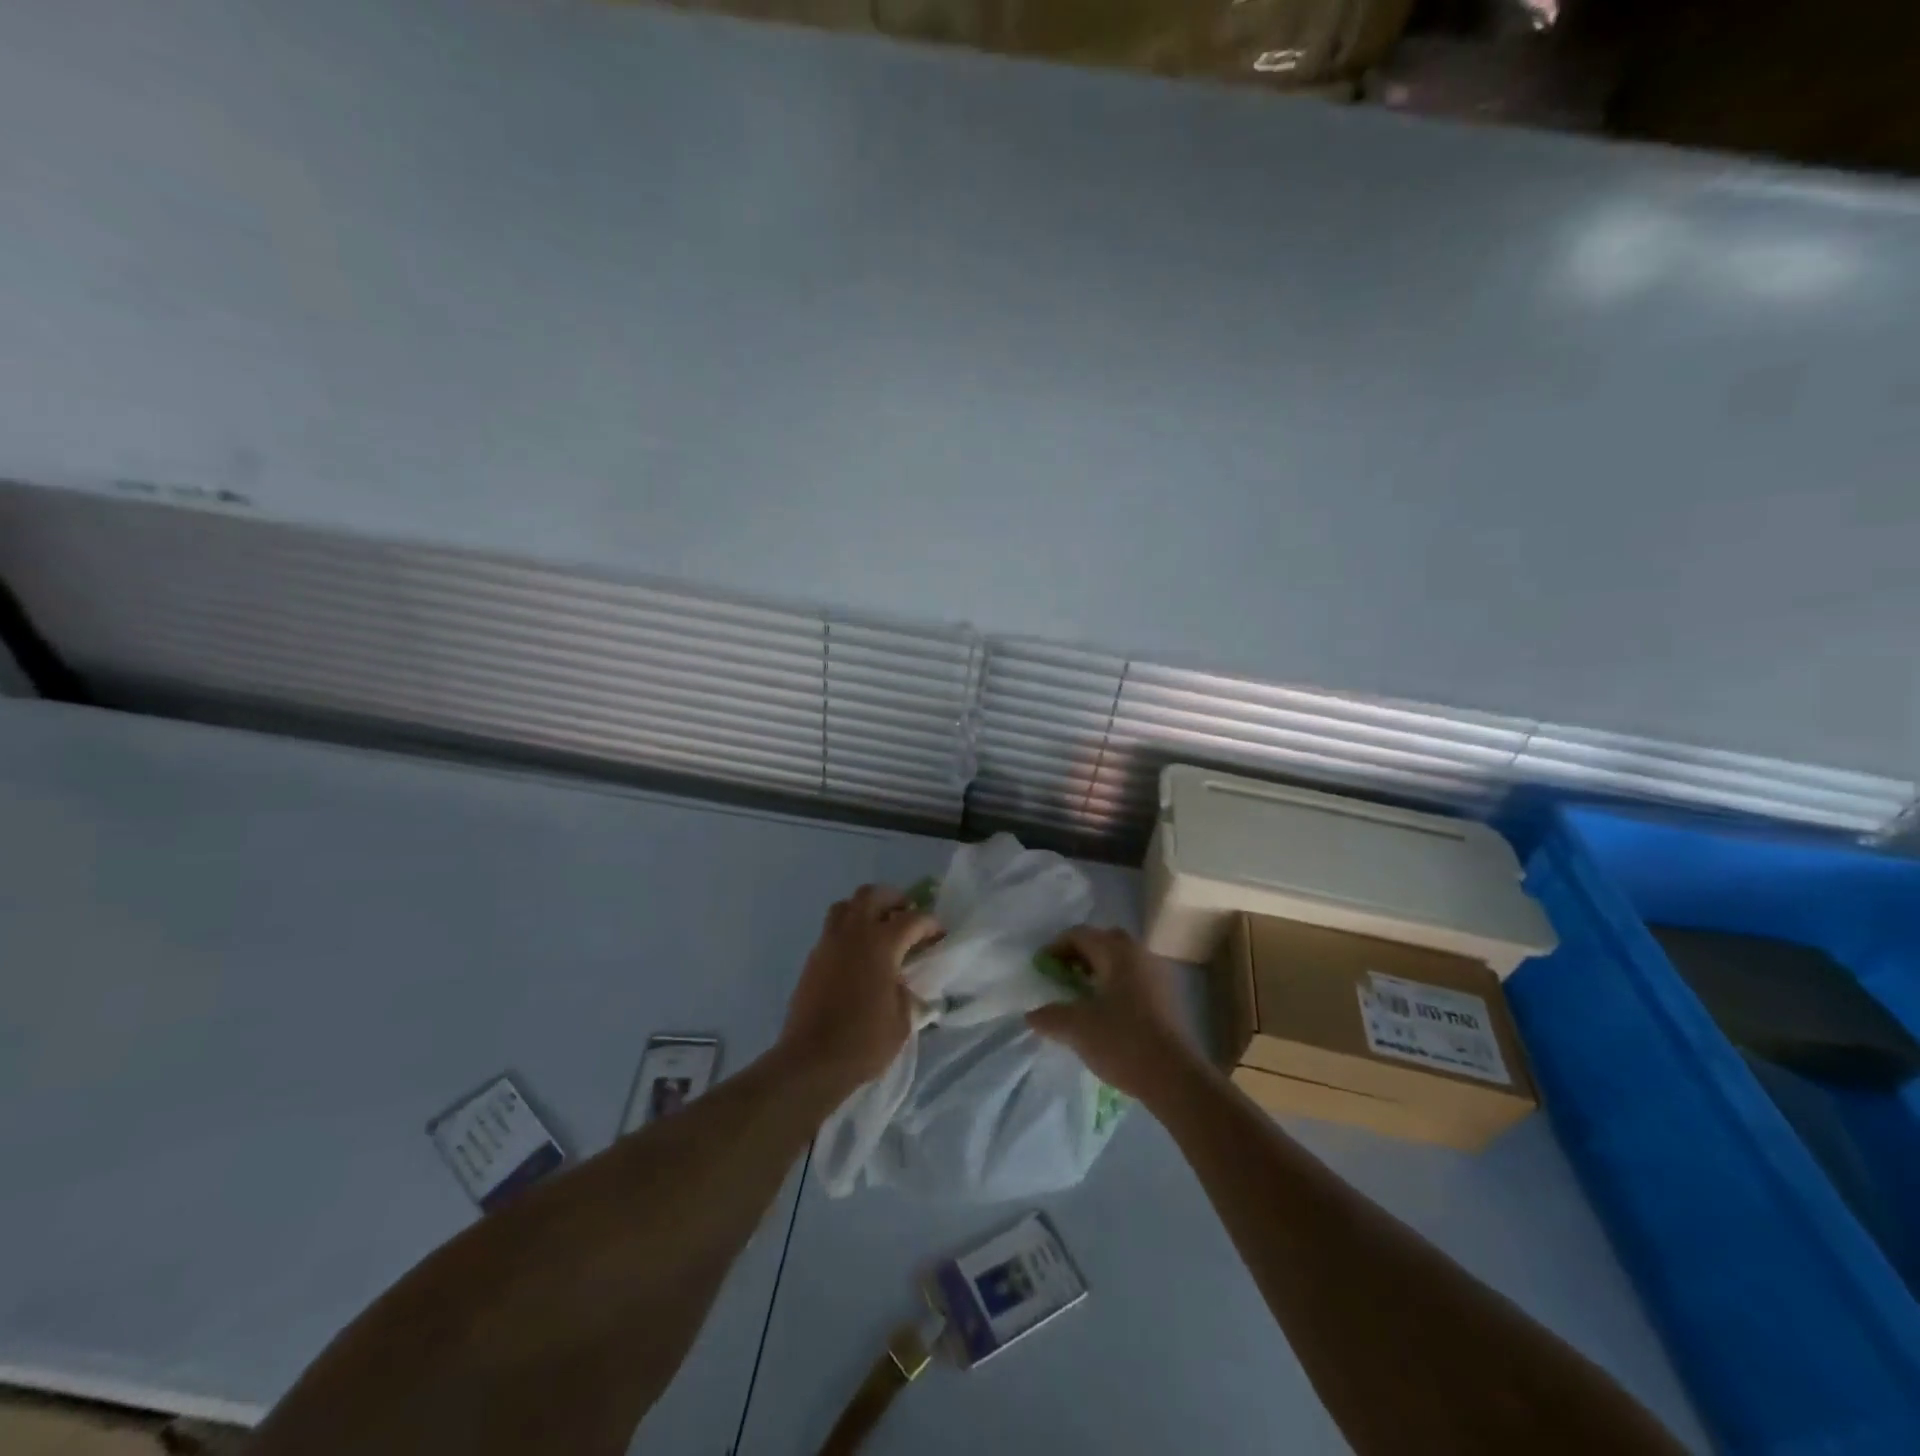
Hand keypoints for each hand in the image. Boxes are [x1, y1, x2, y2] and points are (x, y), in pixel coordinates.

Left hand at [781, 884, 941, 1092]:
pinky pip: (832, 929)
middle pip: (872, 895)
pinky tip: (858, 956)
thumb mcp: (902, 1019)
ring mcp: (828, 943)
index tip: (939, 935)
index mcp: (881, 944)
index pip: (912, 919)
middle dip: (893, 899)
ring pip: (846, 906)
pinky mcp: (813, 959)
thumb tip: (904, 982)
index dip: (930, 924)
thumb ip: (907, 992)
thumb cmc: (864, 1042)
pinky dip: (848, 931)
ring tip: (879, 930)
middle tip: (906, 916)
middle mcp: (853, 934)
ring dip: (865, 909)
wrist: (811, 1061)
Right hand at [1027, 926, 1199, 1103]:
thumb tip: (1032, 1015)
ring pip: (1121, 960)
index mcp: (1117, 952)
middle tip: (1063, 976)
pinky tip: (1105, 1012)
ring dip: (1098, 970)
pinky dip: (1115, 984)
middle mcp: (1139, 954)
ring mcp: (1157, 975)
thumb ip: (1050, 1016)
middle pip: (1103, 941)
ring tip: (1081, 996)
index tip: (1041, 969)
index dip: (1056, 948)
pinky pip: (1134, 978)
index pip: (1079, 934)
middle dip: (1079, 955)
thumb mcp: (1077, 1028)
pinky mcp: (1167, 997)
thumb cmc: (1123, 1042)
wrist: (1175, 1077)